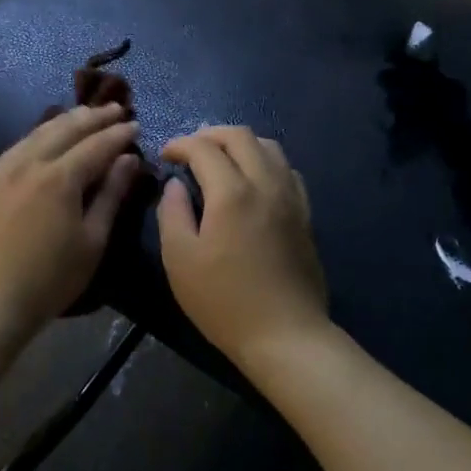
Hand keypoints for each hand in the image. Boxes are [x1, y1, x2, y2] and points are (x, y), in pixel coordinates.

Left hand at [0, 103, 142, 335]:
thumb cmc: (49, 280)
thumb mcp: (92, 241)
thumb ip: (111, 195)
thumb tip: (129, 160)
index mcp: (60, 177)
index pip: (96, 145)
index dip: (119, 134)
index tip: (136, 125)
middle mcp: (28, 164)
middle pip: (65, 129)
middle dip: (93, 117)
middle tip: (115, 108)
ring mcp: (0, 172)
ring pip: (35, 134)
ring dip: (63, 121)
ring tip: (83, 115)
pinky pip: (13, 150)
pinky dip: (36, 138)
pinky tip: (42, 141)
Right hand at [156, 126, 328, 369]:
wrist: (286, 335)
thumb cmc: (224, 301)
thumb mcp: (180, 260)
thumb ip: (172, 214)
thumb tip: (175, 185)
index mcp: (232, 193)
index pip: (204, 148)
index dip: (180, 145)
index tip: (165, 155)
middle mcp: (266, 183)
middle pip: (240, 136)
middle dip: (210, 134)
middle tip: (189, 149)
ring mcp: (291, 197)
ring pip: (269, 147)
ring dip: (240, 144)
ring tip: (220, 160)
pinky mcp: (305, 214)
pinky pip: (287, 169)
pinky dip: (265, 161)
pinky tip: (253, 181)